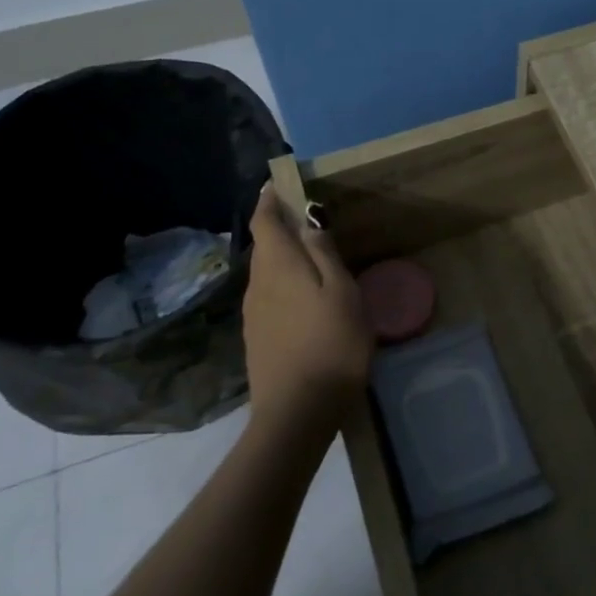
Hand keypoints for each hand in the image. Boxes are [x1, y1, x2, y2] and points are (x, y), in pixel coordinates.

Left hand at [242, 185, 373, 426]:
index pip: (264, 220)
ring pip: (266, 271)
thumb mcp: (341, 291)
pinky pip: (269, 294)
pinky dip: (283, 282)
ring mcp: (254, 313)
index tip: (281, 183)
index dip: (270, 198)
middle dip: (280, 225)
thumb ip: (324, 252)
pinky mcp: (257, 337)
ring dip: (283, 255)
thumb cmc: (330, 344)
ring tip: (312, 254)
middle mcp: (257, 284)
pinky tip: (305, 296)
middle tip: (309, 217)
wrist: (298, 412)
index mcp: (278, 266)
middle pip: (264, 244)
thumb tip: (308, 217)